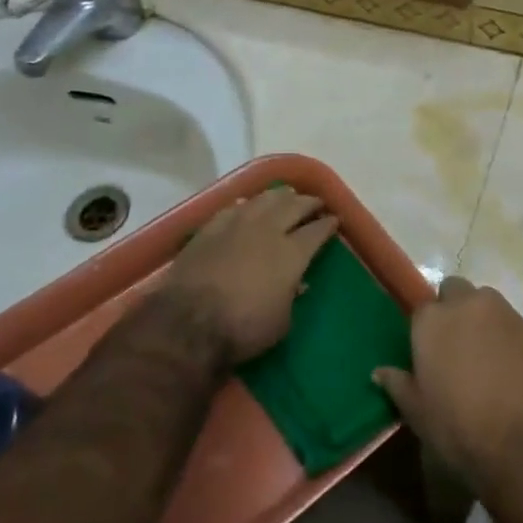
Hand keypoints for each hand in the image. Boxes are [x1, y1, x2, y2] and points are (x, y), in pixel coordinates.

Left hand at [161, 188, 337, 364]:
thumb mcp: (281, 323)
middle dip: (309, 202)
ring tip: (287, 194)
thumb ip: (291, 298)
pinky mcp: (211, 227)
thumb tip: (297, 283)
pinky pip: (234, 207)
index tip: (335, 219)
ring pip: (265, 199)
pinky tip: (248, 204)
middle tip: (316, 202)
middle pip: (294, 206)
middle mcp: (268, 230)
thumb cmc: (242, 328)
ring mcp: (237, 224)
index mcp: (292, 253)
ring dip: (280, 195)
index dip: (328, 224)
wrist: (187, 321)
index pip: (317, 231)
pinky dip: (246, 204)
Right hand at [374, 277, 522, 488]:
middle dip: (454, 309)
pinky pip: (515, 327)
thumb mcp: (417, 413)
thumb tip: (379, 372)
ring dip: (484, 321)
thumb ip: (397, 384)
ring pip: (489, 304)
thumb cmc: (459, 428)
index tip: (429, 351)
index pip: (423, 307)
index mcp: (434, 319)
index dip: (426, 328)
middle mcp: (469, 305)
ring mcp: (506, 315)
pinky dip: (510, 341)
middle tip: (456, 346)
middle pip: (456, 290)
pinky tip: (513, 372)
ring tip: (486, 358)